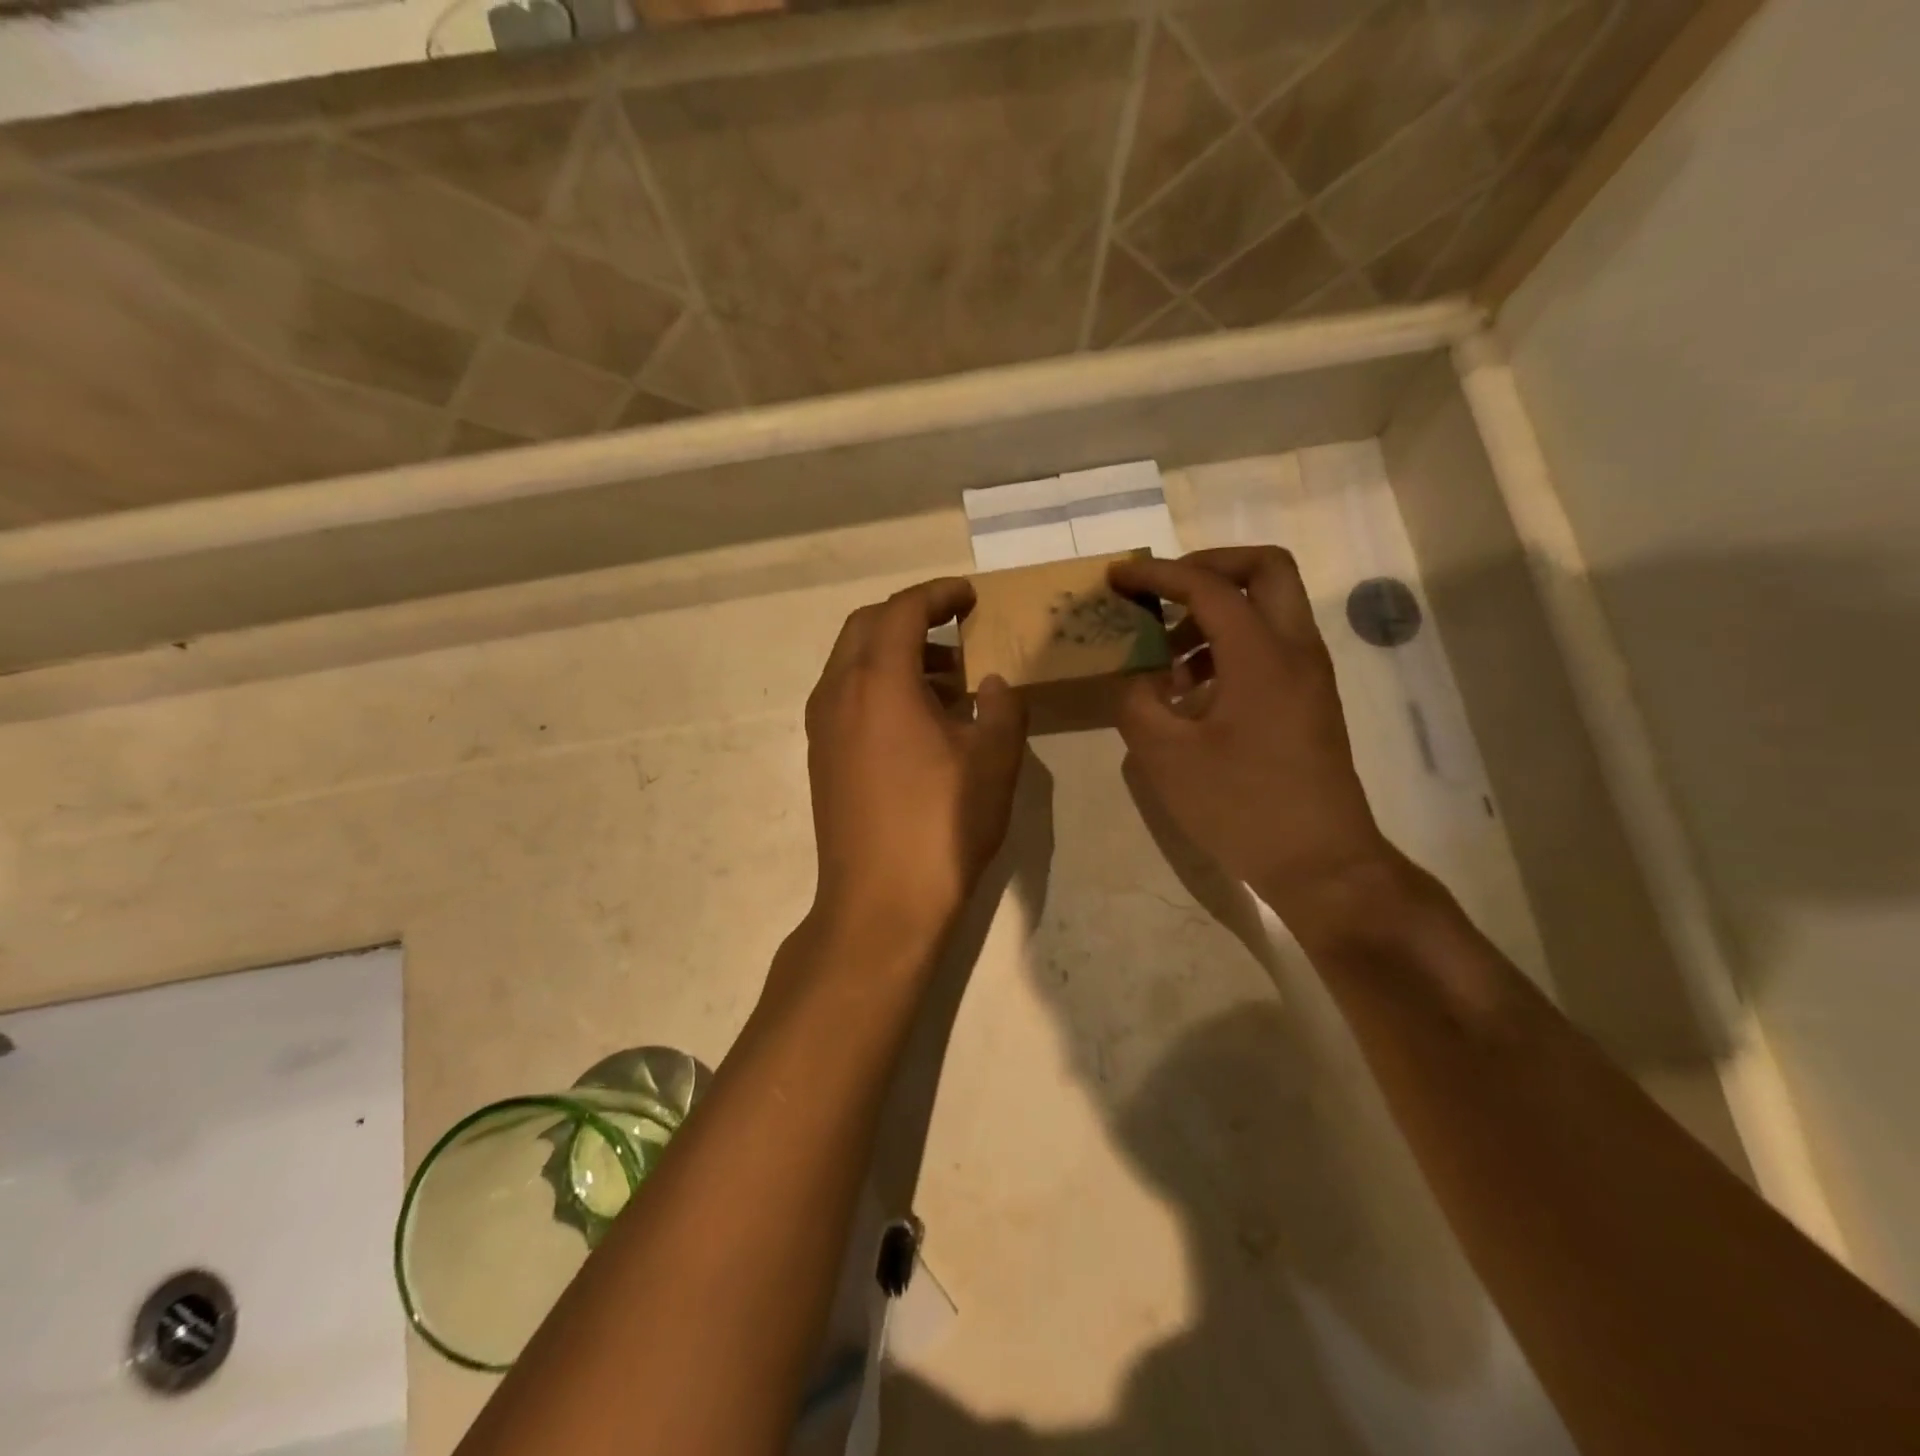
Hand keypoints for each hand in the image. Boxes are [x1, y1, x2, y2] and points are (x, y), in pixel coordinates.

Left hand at [804, 579, 1027, 955]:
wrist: (880, 904)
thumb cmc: (942, 826)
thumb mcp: (994, 761)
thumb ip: (1000, 706)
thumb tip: (991, 683)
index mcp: (879, 682)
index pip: (903, 610)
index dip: (938, 594)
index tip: (970, 596)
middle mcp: (839, 693)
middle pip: (867, 627)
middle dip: (911, 616)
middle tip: (956, 627)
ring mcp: (823, 727)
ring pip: (852, 663)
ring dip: (896, 654)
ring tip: (948, 679)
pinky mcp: (822, 758)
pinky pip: (847, 697)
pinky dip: (880, 686)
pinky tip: (919, 720)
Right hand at [1110, 548, 1398, 921]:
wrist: (1321, 863)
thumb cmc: (1241, 808)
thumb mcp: (1166, 758)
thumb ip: (1138, 704)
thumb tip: (1137, 679)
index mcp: (1262, 656)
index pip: (1209, 586)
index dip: (1159, 573)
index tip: (1118, 576)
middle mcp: (1296, 650)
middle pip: (1265, 568)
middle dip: (1209, 566)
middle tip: (1164, 592)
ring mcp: (1310, 674)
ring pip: (1270, 607)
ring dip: (1217, 611)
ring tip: (1167, 656)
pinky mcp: (1310, 700)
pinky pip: (1272, 644)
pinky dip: (1231, 644)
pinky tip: (1192, 691)